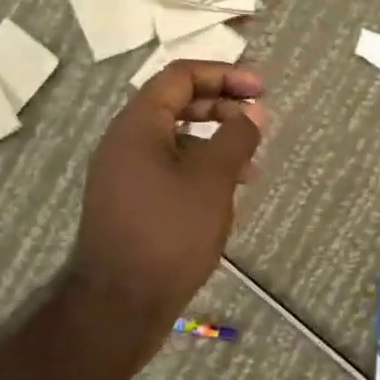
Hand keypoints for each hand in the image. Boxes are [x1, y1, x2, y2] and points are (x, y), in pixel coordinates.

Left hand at [68, 62, 267, 356]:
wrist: (118, 305)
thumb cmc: (169, 233)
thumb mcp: (212, 180)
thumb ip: (236, 138)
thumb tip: (252, 111)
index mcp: (138, 125)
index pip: (181, 76)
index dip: (224, 75)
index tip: (261, 90)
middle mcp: (125, 141)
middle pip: (176, 103)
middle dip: (222, 106)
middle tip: (258, 119)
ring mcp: (124, 173)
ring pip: (175, 139)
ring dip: (215, 142)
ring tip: (252, 166)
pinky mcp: (130, 201)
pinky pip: (168, 168)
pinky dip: (200, 169)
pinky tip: (226, 194)